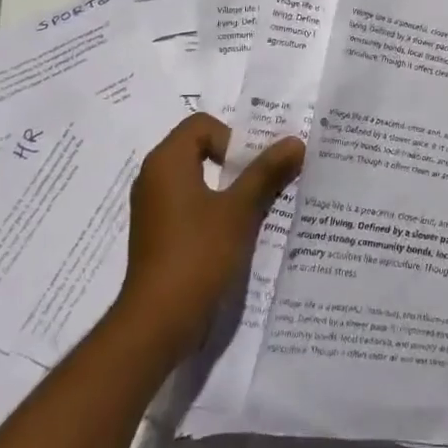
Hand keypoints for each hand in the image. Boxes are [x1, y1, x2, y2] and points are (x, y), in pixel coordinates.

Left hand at [115, 113, 304, 360]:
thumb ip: (266, 172)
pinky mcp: (156, 234)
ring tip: (256, 208)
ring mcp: (152, 207)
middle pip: (199, 148)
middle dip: (235, 162)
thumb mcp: (239, 210)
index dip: (231, 138)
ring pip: (196, 179)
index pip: (202, 124)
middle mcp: (153, 177)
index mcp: (167, 161)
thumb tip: (295, 141)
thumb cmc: (197, 255)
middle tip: (264, 181)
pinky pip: (188, 204)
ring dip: (227, 188)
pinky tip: (235, 234)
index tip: (251, 168)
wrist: (157, 323)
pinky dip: (212, 209)